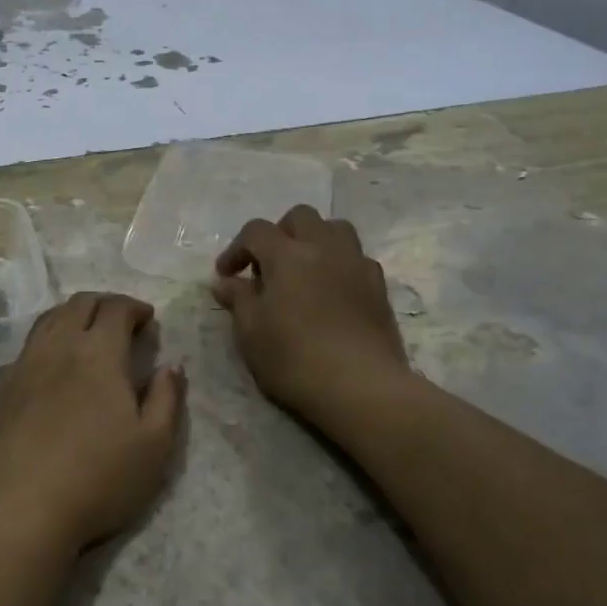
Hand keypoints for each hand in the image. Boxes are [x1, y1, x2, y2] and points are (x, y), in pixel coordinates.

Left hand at [0, 292, 185, 553]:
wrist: (18, 509)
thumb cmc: (97, 478)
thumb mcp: (154, 445)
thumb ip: (167, 399)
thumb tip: (171, 366)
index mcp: (98, 352)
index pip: (115, 308)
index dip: (134, 307)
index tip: (147, 319)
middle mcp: (59, 346)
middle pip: (79, 304)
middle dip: (105, 304)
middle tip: (121, 322)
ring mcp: (25, 365)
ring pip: (50, 319)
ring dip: (73, 316)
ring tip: (88, 335)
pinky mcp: (2, 388)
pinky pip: (29, 345)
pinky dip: (49, 339)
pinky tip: (55, 365)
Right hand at [213, 206, 410, 427]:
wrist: (361, 388)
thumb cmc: (294, 359)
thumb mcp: (251, 332)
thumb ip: (238, 299)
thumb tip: (226, 282)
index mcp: (287, 255)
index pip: (256, 231)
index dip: (236, 248)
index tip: (226, 275)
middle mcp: (324, 248)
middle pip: (300, 217)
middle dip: (279, 234)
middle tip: (267, 266)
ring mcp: (356, 264)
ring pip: (335, 229)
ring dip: (314, 240)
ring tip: (303, 271)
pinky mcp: (379, 287)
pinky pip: (357, 258)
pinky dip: (339, 264)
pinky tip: (331, 292)